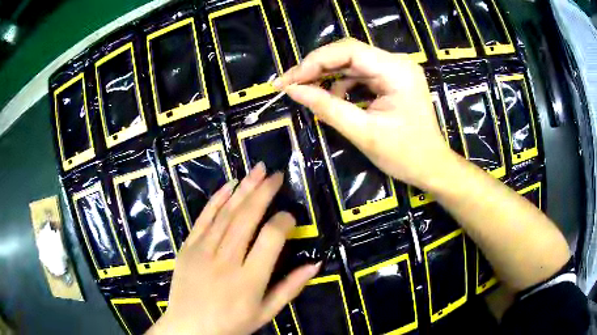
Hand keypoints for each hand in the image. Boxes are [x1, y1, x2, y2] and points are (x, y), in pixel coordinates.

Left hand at [149, 163, 320, 334]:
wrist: (189, 328)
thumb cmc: (230, 324)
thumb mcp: (265, 313)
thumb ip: (290, 288)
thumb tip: (315, 263)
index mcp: (249, 281)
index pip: (271, 239)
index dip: (283, 221)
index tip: (290, 215)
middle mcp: (226, 261)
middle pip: (246, 218)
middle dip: (263, 192)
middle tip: (276, 175)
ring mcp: (203, 252)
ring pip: (226, 213)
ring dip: (243, 189)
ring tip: (258, 170)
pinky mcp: (188, 247)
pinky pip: (203, 218)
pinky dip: (216, 199)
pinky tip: (229, 185)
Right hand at [274, 38, 451, 188]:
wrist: (432, 167)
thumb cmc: (405, 155)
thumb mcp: (364, 133)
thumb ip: (327, 108)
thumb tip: (293, 91)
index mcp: (396, 71)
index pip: (348, 51)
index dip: (314, 62)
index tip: (288, 81)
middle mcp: (397, 63)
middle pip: (348, 53)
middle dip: (316, 68)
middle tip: (290, 85)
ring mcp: (395, 70)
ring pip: (351, 63)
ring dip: (327, 76)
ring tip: (305, 92)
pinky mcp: (392, 79)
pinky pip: (360, 74)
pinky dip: (342, 84)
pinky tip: (332, 99)